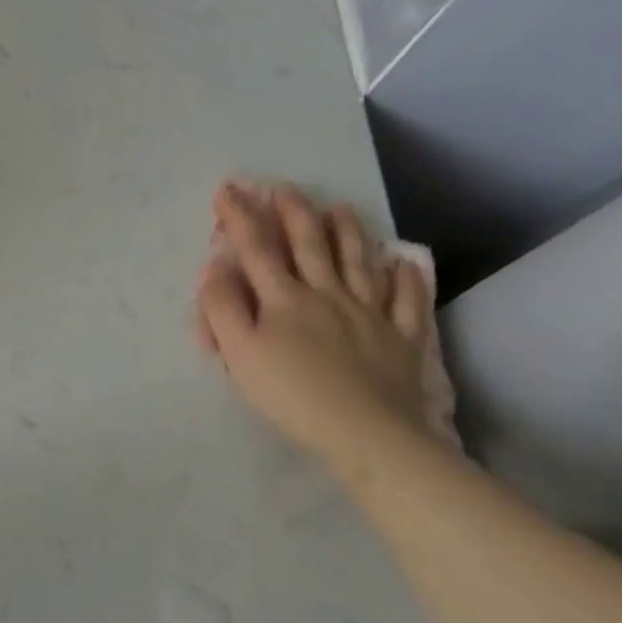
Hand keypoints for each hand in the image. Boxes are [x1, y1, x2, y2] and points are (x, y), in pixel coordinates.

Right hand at [195, 182, 438, 470]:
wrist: (367, 434)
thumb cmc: (293, 395)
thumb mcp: (240, 354)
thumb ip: (222, 308)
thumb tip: (215, 266)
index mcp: (284, 299)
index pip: (257, 248)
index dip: (241, 216)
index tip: (228, 189)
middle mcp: (327, 294)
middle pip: (310, 245)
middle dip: (294, 213)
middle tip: (285, 188)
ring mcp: (370, 314)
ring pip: (358, 263)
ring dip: (348, 232)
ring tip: (341, 207)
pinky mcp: (402, 339)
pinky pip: (407, 302)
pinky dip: (406, 279)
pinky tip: (405, 262)